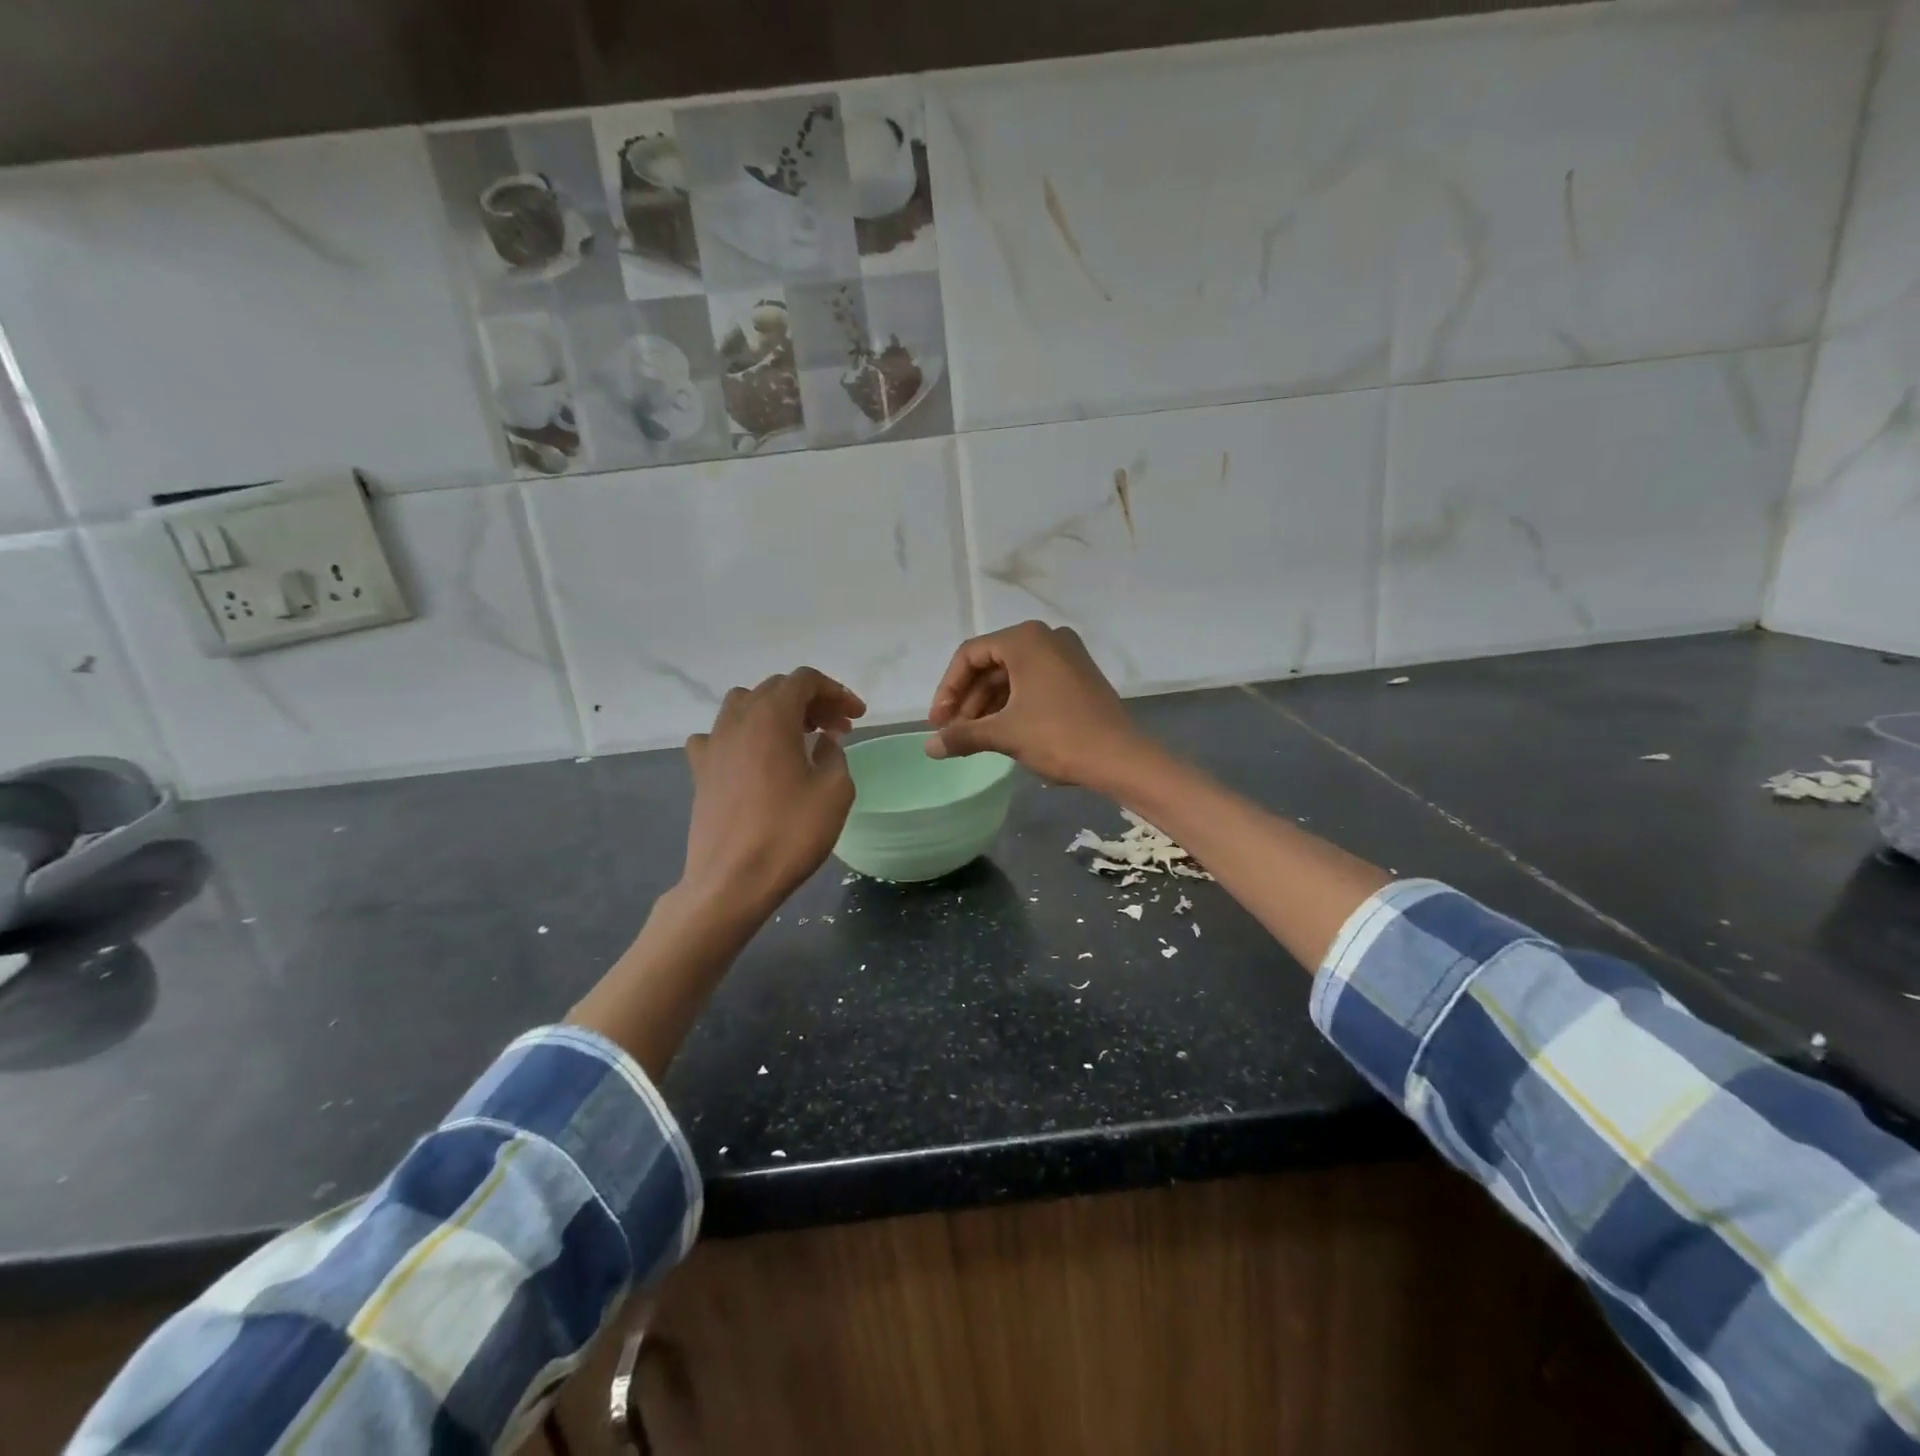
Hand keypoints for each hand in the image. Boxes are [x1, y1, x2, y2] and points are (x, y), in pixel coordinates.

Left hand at [681, 668, 865, 913]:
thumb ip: (835, 755)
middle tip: (838, 729)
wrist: (732, 881)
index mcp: (772, 716)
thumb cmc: (790, 833)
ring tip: (800, 738)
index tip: (857, 717)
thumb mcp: (835, 791)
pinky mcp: (700, 770)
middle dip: (811, 701)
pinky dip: (743, 735)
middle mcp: (737, 719)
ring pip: (745, 705)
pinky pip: (720, 735)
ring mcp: (713, 743)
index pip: (805, 680)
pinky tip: (755, 758)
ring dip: (777, 712)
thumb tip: (824, 742)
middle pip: (776, 689)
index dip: (836, 691)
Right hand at [925, 621, 1144, 787]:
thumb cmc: (1058, 736)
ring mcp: (1066, 655)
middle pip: (991, 664)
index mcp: (1025, 639)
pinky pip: (1033, 682)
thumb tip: (929, 747)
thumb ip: (963, 735)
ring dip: (988, 704)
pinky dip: (1012, 703)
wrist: (1121, 758)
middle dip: (968, 699)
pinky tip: (1000, 730)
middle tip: (952, 732)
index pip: (970, 655)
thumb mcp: (1005, 734)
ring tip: (973, 737)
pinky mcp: (1078, 675)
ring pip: (1012, 675)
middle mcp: (1046, 637)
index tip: (938, 722)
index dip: (948, 689)